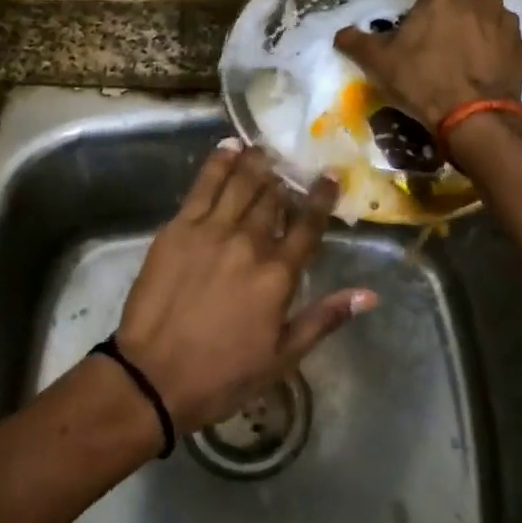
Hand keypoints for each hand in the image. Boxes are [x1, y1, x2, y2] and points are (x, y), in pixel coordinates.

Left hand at [114, 144, 375, 436]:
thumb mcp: (282, 357)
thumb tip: (369, 294)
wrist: (152, 376)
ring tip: (266, 147)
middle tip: (294, 162)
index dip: (321, 197)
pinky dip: (218, 163)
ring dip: (257, 163)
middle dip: (287, 178)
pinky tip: (229, 147)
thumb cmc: (222, 374)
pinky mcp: (178, 228)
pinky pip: (202, 186)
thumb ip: (324, 318)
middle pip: (274, 199)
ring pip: (241, 185)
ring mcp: (210, 231)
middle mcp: (248, 243)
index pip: (308, 226)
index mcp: (277, 275)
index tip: (330, 176)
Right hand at [334, 0, 521, 133]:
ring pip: (482, 13)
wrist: (477, 118)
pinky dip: (489, 46)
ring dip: (471, 25)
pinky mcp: (521, 45)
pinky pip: (499, 37)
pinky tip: (476, 67)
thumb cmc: (424, 80)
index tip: (410, 16)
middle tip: (431, 36)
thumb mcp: (379, 62)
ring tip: (456, 52)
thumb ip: (356, 41)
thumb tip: (341, 34)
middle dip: (446, 8)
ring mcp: (506, 19)